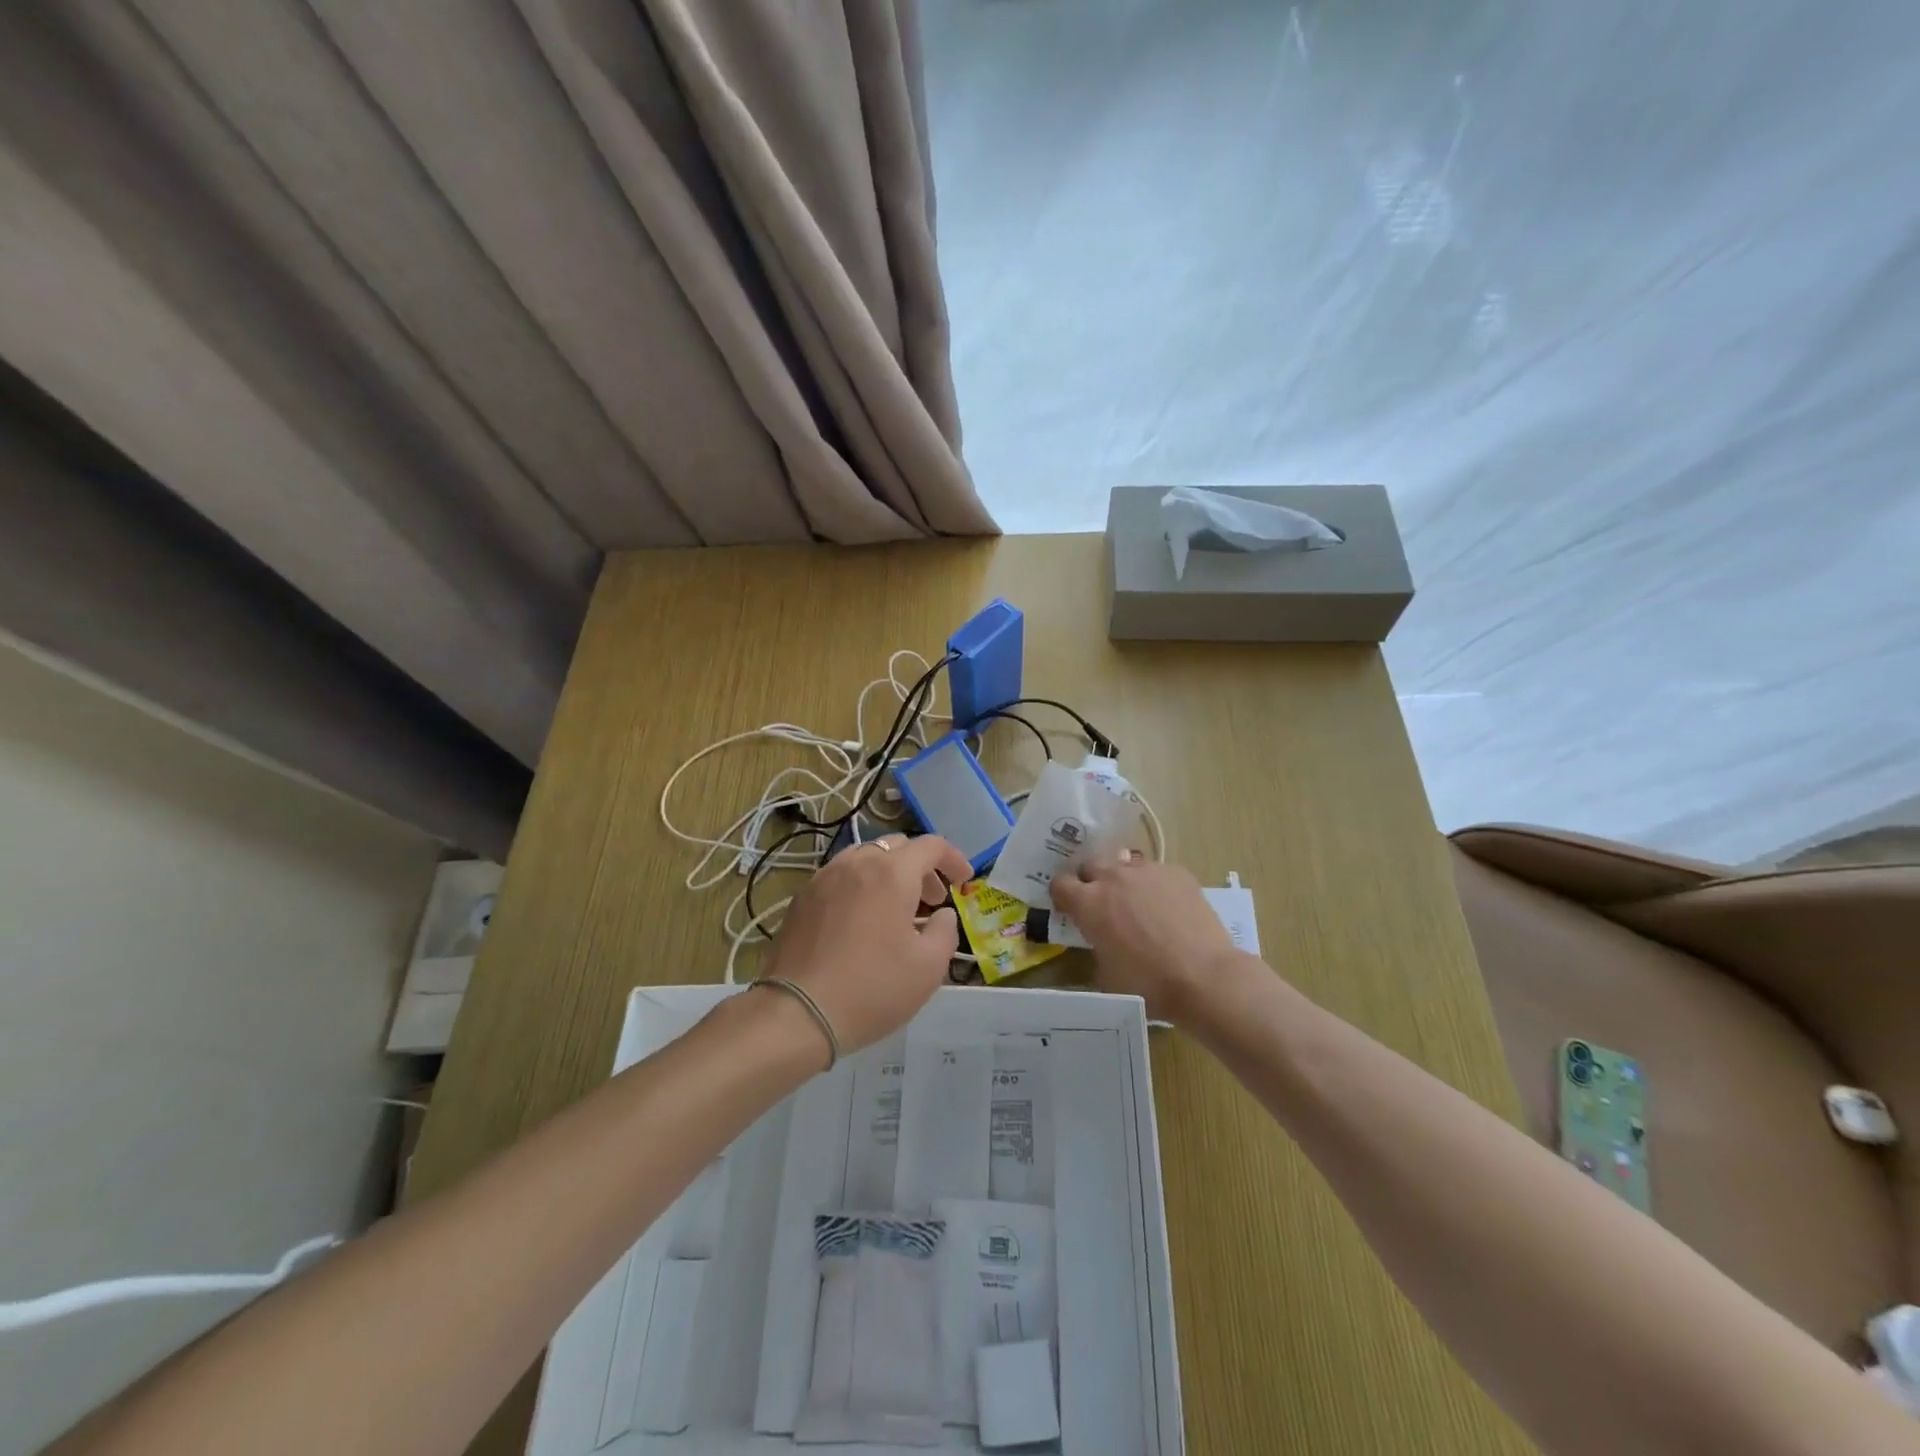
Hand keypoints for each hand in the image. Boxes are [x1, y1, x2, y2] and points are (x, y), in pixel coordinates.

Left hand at [762, 833, 972, 1059]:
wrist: (796, 1013)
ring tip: (896, 910)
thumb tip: (941, 915)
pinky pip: (840, 877)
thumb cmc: (871, 989)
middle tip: (932, 901)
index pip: (931, 845)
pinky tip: (862, 921)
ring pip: (865, 858)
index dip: (953, 859)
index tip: (963, 882)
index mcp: (892, 873)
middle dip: (921, 868)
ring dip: (889, 874)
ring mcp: (824, 877)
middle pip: (897, 847)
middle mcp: (856, 863)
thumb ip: (945, 931)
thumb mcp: (928, 968)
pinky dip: (861, 886)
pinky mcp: (802, 898)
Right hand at [1049, 854, 1240, 1019]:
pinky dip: (1155, 886)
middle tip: (1103, 904)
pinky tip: (1169, 909)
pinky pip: (1157, 872)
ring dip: (1124, 880)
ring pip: (1125, 864)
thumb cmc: (1148, 984)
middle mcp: (1114, 877)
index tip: (1069, 908)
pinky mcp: (1176, 872)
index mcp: (1088, 903)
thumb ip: (1096, 946)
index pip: (1059, 883)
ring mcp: (1147, 870)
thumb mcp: (1105, 973)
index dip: (1062, 896)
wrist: (1203, 977)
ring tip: (1139, 904)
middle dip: (1092, 880)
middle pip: (1091, 864)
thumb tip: (1102, 939)